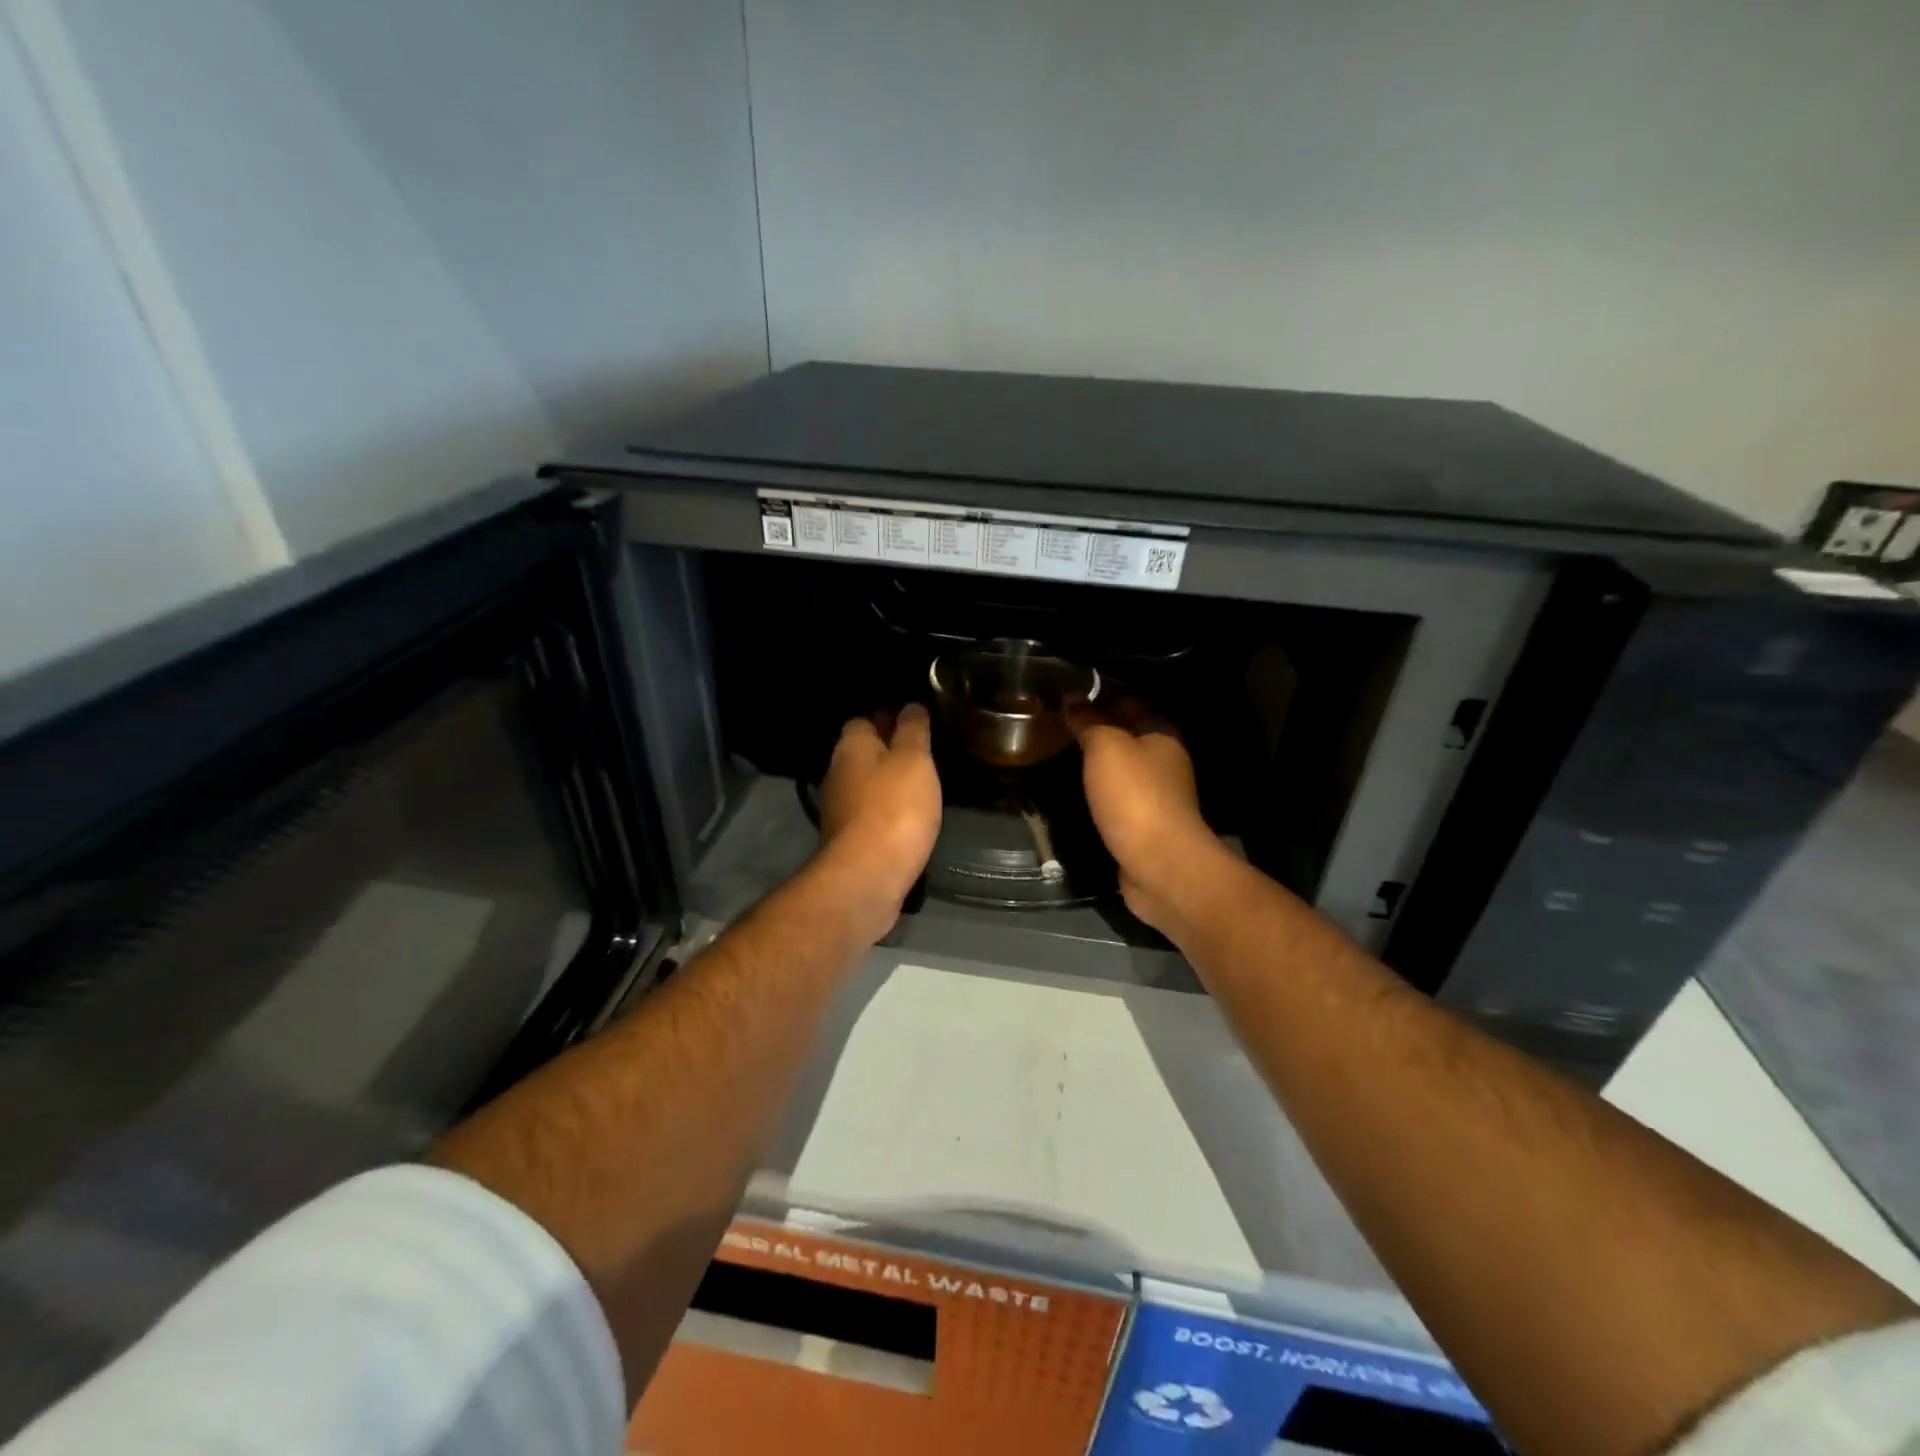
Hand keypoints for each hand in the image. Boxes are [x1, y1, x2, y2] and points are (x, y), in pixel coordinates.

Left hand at [815, 704, 942, 939]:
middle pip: (863, 752)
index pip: (864, 719)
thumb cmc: (894, 808)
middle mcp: (837, 772)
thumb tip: (909, 706)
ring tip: (921, 786)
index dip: (888, 718)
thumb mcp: (914, 760)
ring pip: (866, 784)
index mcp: (851, 746)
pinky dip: (887, 812)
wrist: (868, 876)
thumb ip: (913, 730)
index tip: (915, 724)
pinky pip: (870, 814)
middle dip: (888, 751)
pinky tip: (909, 818)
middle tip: (924, 755)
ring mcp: (839, 809)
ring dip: (888, 784)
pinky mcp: (848, 839)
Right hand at [1067, 697, 1228, 932]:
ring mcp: (1158, 793)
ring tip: (1063, 751)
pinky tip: (1080, 788)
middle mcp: (1165, 758)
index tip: (1067, 694)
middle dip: (1097, 726)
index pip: (1129, 700)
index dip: (1099, 694)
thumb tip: (1072, 698)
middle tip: (1058, 722)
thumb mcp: (1105, 747)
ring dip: (1099, 760)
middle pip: (1127, 733)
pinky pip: (1120, 794)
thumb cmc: (1134, 795)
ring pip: (1123, 765)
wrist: (1159, 862)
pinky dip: (1101, 788)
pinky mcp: (1147, 822)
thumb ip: (1088, 721)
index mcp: (1162, 732)